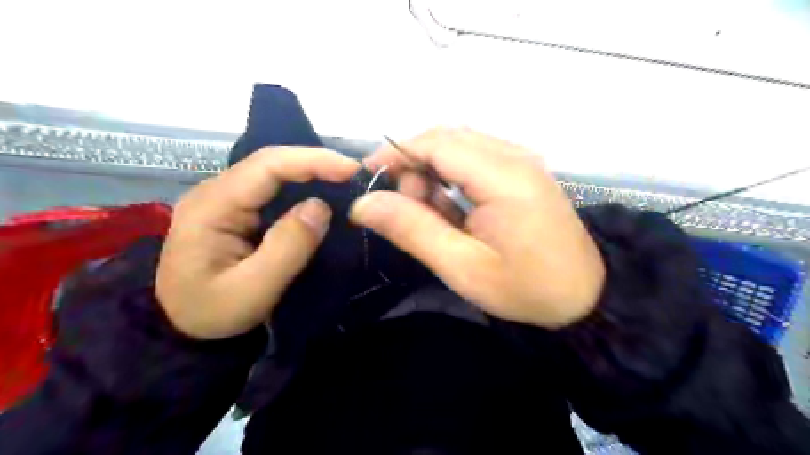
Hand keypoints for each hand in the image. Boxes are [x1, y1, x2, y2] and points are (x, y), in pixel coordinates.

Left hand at [156, 148, 358, 339]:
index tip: (351, 170)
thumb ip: (286, 248)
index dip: (312, 161)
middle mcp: (216, 191)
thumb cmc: (213, 313)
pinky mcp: (235, 209)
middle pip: (271, 162)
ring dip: (312, 173)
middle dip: (317, 163)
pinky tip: (322, 194)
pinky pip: (273, 189)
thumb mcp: (252, 291)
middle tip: (356, 176)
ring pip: (274, 173)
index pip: (267, 166)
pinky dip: (302, 188)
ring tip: (346, 183)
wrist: (181, 328)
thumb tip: (321, 206)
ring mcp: (224, 198)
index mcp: (212, 205)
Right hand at [351, 130, 604, 328]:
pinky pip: (475, 158)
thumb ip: (412, 229)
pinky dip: (452, 176)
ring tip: (431, 213)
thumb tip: (364, 204)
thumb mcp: (462, 267)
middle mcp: (514, 155)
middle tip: (407, 208)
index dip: (396, 152)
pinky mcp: (523, 171)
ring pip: (459, 146)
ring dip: (432, 171)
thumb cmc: (525, 288)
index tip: (368, 177)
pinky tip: (452, 208)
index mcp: (503, 176)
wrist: (586, 297)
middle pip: (447, 138)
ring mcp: (522, 160)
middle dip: (414, 165)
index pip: (437, 142)